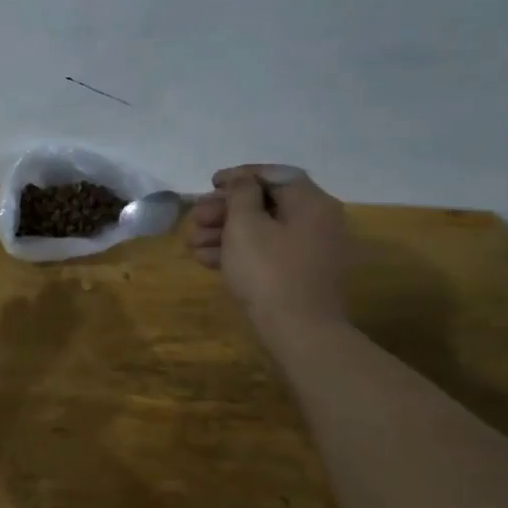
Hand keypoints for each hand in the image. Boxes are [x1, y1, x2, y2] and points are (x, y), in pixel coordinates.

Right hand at [187, 165, 350, 345]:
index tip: (210, 184)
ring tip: (191, 242)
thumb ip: (241, 194)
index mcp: (311, 203)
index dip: (239, 176)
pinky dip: (238, 253)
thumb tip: (243, 180)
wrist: (299, 332)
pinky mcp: (298, 277)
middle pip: (266, 204)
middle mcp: (316, 223)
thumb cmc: (269, 272)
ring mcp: (309, 252)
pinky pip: (266, 254)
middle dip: (225, 209)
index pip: (275, 175)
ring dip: (224, 232)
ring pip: (262, 231)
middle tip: (195, 217)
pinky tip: (206, 259)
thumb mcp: (246, 226)